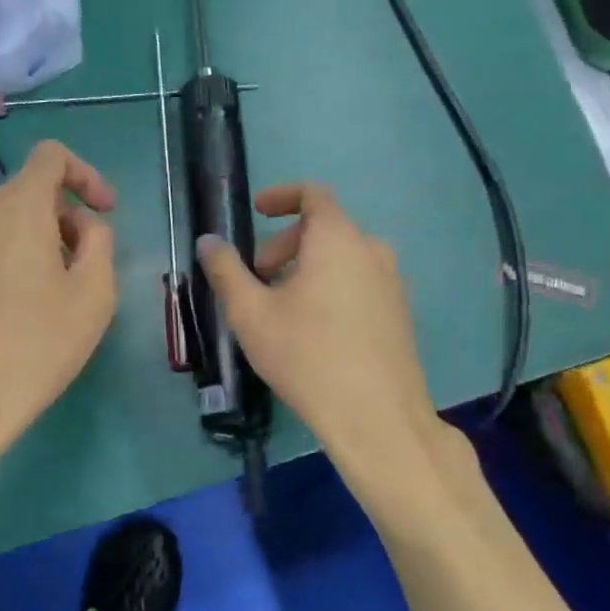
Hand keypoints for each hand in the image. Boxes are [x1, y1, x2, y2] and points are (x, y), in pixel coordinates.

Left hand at [0, 140, 117, 461]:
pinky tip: (18, 313)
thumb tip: (83, 228)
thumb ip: (99, 243)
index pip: (51, 156)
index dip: (86, 174)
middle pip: (28, 192)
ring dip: (38, 242)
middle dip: (65, 217)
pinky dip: (9, 262)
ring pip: (4, 223)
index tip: (105, 212)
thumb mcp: (94, 294)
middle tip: (87, 265)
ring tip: (55, 294)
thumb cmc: (37, 345)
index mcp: (17, 208)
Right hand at [197, 183, 441, 466]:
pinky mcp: (400, 314)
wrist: (376, 415)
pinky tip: (315, 330)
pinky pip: (360, 283)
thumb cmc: (306, 355)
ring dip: (308, 268)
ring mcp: (392, 283)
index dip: (281, 196)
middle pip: (326, 228)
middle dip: (285, 244)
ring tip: (282, 307)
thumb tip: (209, 242)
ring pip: (344, 258)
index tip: (257, 213)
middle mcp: (372, 251)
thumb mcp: (251, 313)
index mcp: (338, 239)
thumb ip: (226, 271)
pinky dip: (333, 287)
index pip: (313, 194)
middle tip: (258, 277)